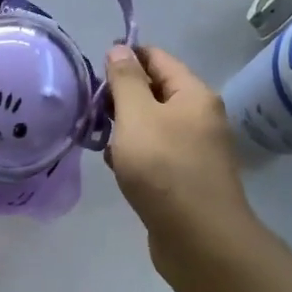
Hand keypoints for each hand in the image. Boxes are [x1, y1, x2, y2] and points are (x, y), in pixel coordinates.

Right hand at [104, 45, 255, 261]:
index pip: (157, 58)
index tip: (94, 68)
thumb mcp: (137, 116)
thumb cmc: (164, 169)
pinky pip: (157, 153)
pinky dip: (136, 154)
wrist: (200, 242)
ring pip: (153, 124)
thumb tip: (120, 49)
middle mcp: (200, 117)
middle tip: (91, 107)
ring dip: (126, 127)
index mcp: (193, 94)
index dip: (126, 57)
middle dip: (122, 95)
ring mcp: (196, 150)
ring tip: (99, 137)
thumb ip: (125, 80)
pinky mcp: (187, 179)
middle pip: (156, 90)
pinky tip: (117, 167)